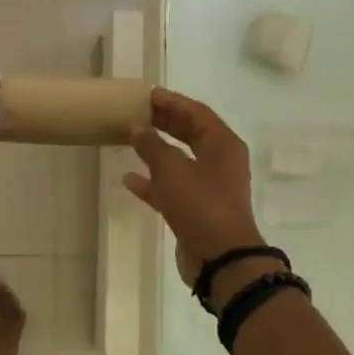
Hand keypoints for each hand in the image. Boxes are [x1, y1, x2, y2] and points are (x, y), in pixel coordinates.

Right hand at [125, 89, 264, 287]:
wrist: (221, 259)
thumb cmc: (201, 205)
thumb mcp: (173, 170)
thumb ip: (152, 146)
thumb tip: (138, 128)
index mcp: (223, 145)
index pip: (197, 113)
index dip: (172, 102)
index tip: (148, 95)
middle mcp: (220, 162)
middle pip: (191, 134)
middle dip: (165, 124)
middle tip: (138, 113)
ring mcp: (209, 188)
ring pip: (180, 162)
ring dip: (157, 152)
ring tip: (130, 140)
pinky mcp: (196, 210)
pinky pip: (173, 188)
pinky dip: (153, 183)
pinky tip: (130, 179)